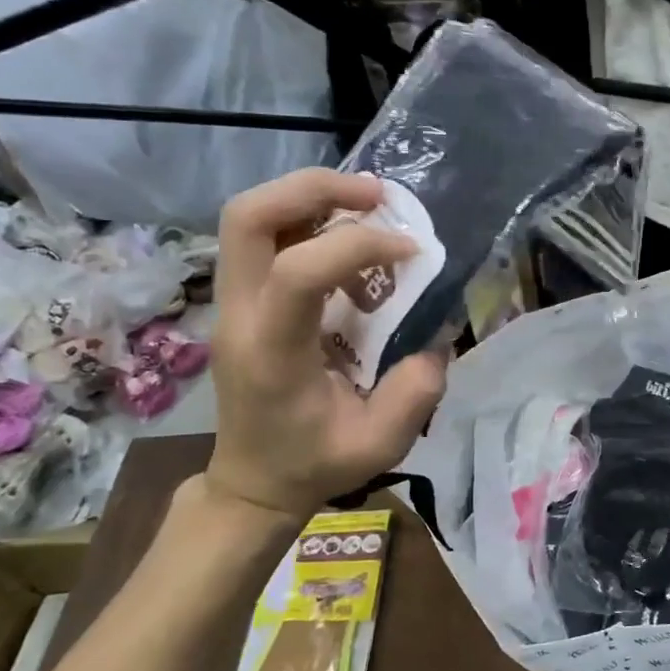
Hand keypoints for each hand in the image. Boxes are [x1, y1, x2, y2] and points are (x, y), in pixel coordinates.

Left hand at [204, 169, 446, 520]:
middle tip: (376, 195)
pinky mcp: (241, 300)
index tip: (411, 253)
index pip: (298, 272)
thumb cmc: (312, 464)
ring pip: (250, 217)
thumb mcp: (377, 445)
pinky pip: (263, 237)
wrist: (253, 482)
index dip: (359, 246)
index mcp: (271, 353)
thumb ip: (414, 393)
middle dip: (315, 188)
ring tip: (368, 209)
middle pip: (249, 216)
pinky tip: (350, 247)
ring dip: (310, 197)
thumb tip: (437, 339)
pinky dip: (307, 221)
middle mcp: (240, 315)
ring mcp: (232, 303)